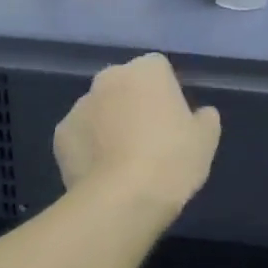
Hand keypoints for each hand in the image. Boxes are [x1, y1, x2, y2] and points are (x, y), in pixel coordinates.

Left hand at [54, 54, 220, 217]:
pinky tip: (103, 173)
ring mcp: (79, 106)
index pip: (159, 69)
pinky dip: (89, 148)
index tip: (174, 120)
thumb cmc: (172, 160)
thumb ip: (205, 118)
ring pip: (100, 110)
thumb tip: (201, 114)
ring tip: (124, 162)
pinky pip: (81, 136)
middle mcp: (108, 78)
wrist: (122, 199)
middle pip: (124, 86)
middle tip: (150, 140)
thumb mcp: (206, 140)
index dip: (167, 93)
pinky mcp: (60, 135)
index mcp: (146, 70)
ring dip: (109, 125)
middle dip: (133, 104)